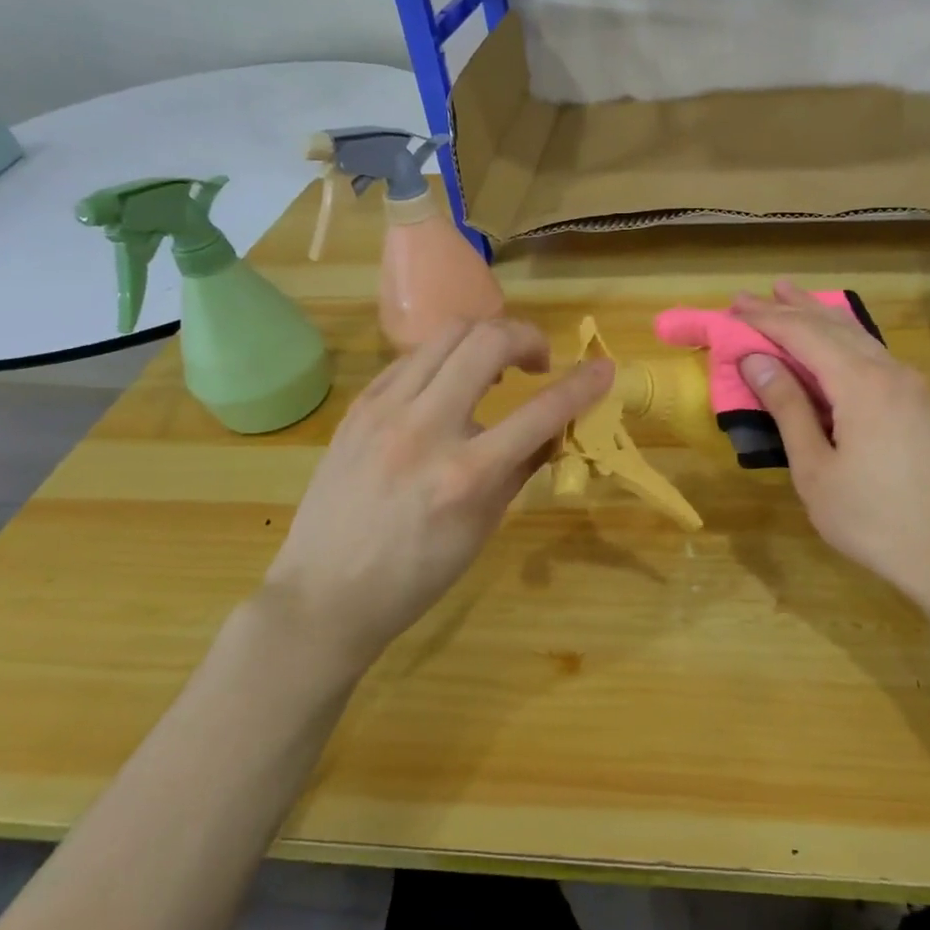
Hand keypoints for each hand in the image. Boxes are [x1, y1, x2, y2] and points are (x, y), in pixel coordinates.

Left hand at [263, 319, 613, 668]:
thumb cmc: (415, 575)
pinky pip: (411, 358)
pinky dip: (445, 358)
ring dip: (485, 338)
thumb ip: (521, 468)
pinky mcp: (359, 407)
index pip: (541, 411)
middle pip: (487, 342)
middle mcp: (425, 429)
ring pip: (446, 335)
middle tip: (538, 361)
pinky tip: (449, 384)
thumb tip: (555, 428)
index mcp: (466, 474)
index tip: (605, 368)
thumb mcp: (482, 527)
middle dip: (527, 337)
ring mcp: (385, 411)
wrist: (324, 594)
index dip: (583, 384)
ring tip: (496, 367)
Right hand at [730, 282, 929, 614]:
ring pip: (859, 336)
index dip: (765, 319)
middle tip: (750, 296)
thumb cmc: (872, 520)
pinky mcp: (923, 404)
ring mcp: (913, 387)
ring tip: (789, 296)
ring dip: (820, 316)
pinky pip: (876, 355)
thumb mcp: (815, 470)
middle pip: (833, 326)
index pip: (804, 335)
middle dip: (789, 308)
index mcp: (862, 385)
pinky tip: (836, 339)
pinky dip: (845, 339)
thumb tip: (756, 361)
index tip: (732, 306)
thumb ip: (788, 409)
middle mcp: (891, 372)